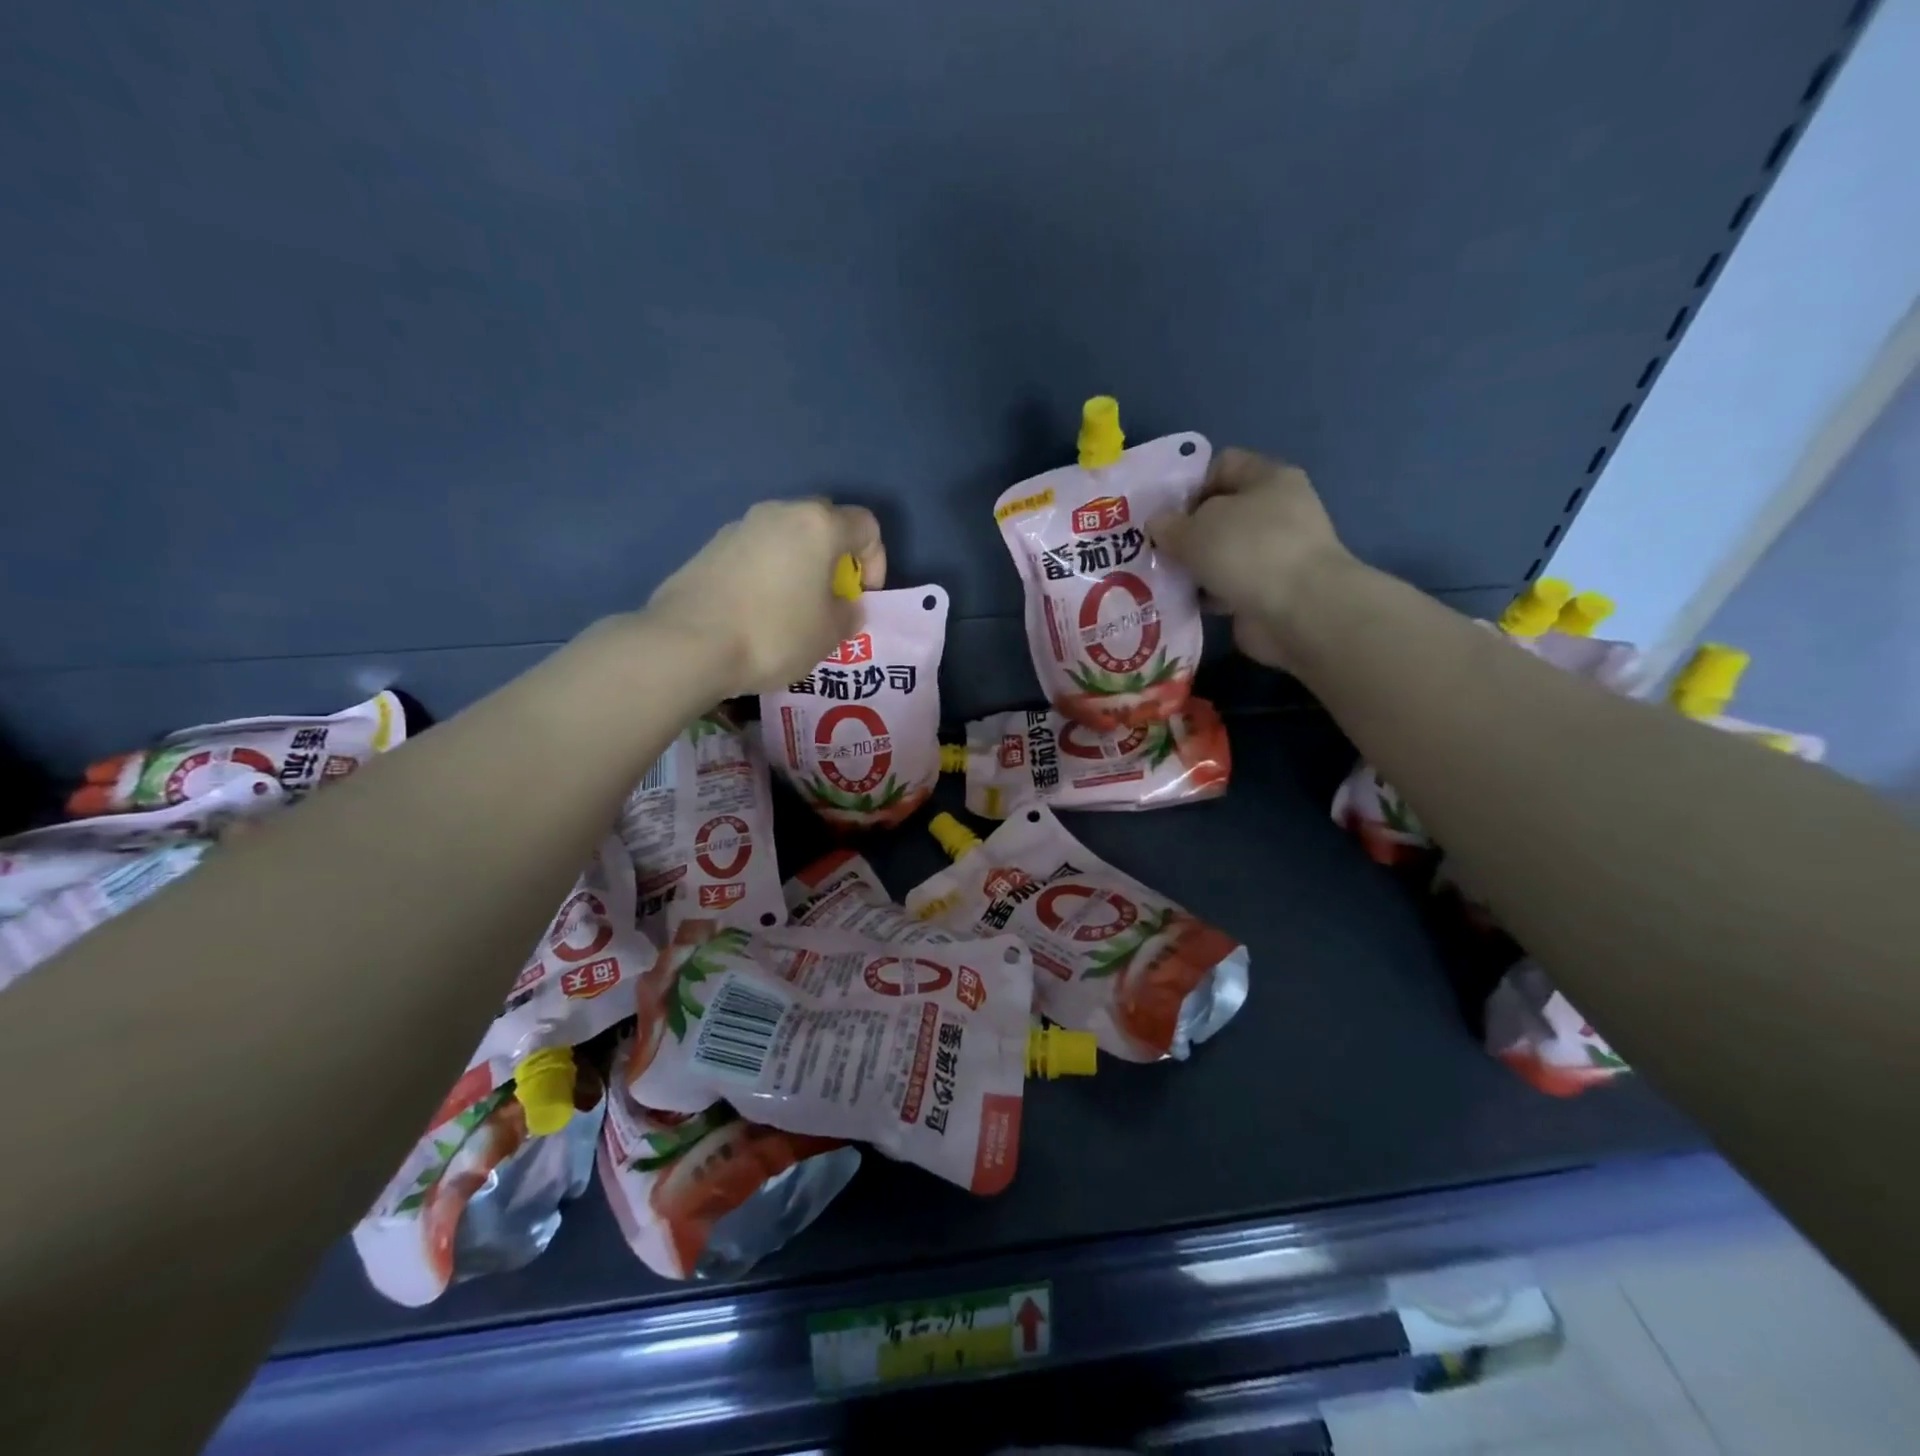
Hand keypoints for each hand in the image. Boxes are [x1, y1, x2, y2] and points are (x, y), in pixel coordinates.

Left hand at [645, 500, 886, 694]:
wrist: (688, 643)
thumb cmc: (774, 634)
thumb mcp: (829, 635)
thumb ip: (848, 614)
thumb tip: (843, 604)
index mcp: (818, 526)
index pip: (866, 526)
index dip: (875, 561)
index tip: (861, 596)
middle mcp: (779, 513)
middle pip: (823, 523)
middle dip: (835, 556)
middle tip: (830, 597)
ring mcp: (739, 526)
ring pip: (785, 537)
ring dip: (798, 565)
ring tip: (792, 609)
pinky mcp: (710, 547)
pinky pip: (754, 553)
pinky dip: (766, 574)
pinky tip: (756, 612)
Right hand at [1149, 448, 1352, 670]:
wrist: (1298, 612)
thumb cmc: (1248, 551)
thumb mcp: (1195, 529)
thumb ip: (1169, 524)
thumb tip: (1157, 524)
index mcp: (1268, 478)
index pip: (1222, 465)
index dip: (1189, 484)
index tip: (1162, 513)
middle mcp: (1277, 510)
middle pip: (1220, 512)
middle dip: (1186, 531)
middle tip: (1154, 549)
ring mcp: (1276, 552)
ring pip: (1222, 552)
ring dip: (1194, 565)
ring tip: (1161, 578)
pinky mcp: (1270, 590)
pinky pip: (1228, 585)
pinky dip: (1207, 593)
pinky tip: (1182, 601)